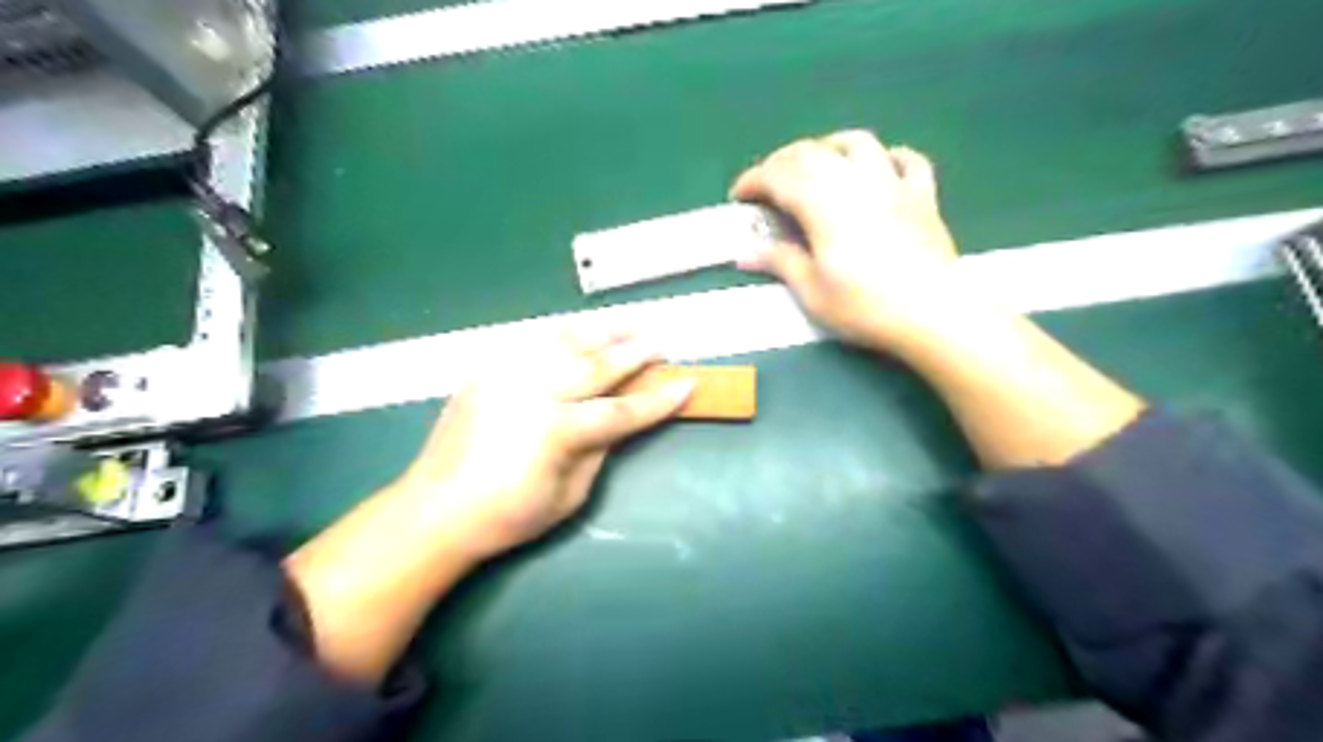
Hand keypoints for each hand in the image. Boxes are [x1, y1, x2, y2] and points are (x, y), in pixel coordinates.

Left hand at [389, 331, 693, 561]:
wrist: (436, 509)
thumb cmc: (508, 516)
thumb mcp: (569, 496)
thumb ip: (599, 451)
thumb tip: (618, 422)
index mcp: (558, 431)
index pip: (622, 410)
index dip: (658, 399)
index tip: (688, 383)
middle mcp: (536, 392)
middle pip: (598, 365)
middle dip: (635, 353)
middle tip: (661, 345)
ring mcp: (508, 375)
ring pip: (566, 341)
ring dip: (603, 331)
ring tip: (630, 325)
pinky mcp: (489, 370)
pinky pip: (533, 341)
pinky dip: (563, 333)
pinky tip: (580, 331)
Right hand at [733, 127, 961, 349]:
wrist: (932, 313)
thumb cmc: (865, 306)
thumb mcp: (812, 292)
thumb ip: (780, 262)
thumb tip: (745, 253)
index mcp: (823, 204)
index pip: (779, 176)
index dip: (753, 180)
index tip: (739, 196)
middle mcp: (855, 182)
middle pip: (812, 152)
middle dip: (781, 162)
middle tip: (767, 185)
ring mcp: (893, 184)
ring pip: (858, 143)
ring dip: (829, 146)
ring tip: (817, 164)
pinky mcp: (923, 195)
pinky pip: (908, 160)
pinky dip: (888, 157)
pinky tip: (880, 168)